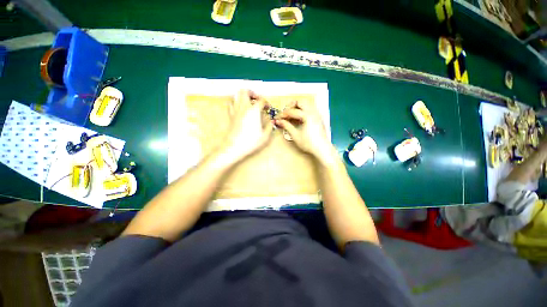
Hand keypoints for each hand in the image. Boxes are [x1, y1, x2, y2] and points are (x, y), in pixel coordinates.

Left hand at [220, 90, 273, 162]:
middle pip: (245, 91)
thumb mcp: (264, 136)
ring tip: (249, 103)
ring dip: (243, 96)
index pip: (261, 100)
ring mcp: (235, 110)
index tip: (267, 108)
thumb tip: (271, 122)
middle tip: (257, 99)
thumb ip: (269, 127)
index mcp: (254, 111)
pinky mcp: (230, 115)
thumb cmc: (250, 142)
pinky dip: (236, 102)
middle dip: (252, 93)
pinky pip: (231, 103)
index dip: (266, 103)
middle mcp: (244, 107)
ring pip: (236, 95)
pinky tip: (240, 109)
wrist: (234, 147)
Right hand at [276, 100, 336, 164]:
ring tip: (291, 114)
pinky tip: (299, 118)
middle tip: (285, 112)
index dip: (283, 114)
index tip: (278, 118)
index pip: (292, 111)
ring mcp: (317, 114)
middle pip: (301, 101)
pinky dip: (303, 110)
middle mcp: (313, 112)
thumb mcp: (295, 135)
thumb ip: (287, 126)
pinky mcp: (319, 117)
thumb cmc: (308, 143)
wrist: (322, 149)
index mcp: (307, 115)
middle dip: (291, 105)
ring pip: (306, 104)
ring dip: (298, 106)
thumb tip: (278, 121)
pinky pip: (310, 108)